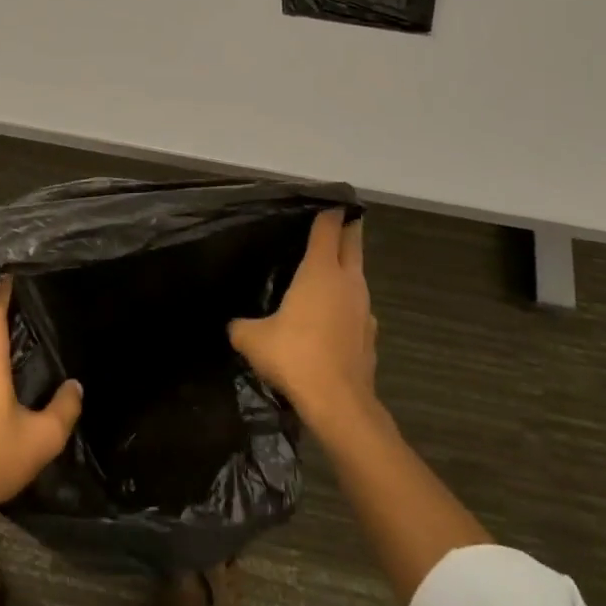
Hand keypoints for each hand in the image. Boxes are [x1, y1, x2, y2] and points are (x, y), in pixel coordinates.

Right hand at [229, 209, 375, 436]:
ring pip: (357, 276)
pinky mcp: (370, 335)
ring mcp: (364, 309)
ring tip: (327, 269)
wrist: (339, 403)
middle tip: (336, 220)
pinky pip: (357, 307)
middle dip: (347, 228)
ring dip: (347, 268)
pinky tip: (331, 317)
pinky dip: (347, 303)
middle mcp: (348, 282)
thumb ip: (241, 325)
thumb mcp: (252, 339)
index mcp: (321, 270)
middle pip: (353, 243)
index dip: (328, 212)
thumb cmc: (295, 356)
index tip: (325, 201)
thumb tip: (235, 325)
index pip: (328, 227)